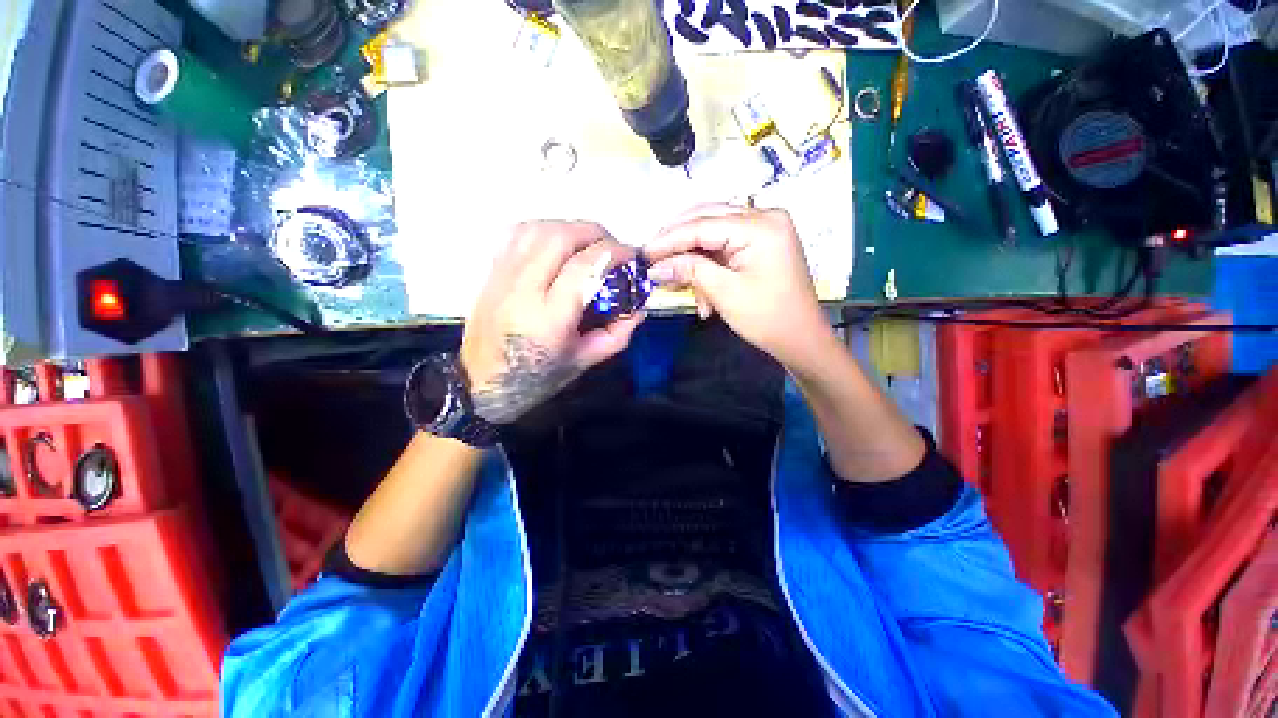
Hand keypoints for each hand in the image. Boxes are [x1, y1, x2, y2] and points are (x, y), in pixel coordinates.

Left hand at [461, 221, 643, 423]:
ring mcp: (502, 277)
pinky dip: (543, 229)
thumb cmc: (536, 378)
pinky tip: (557, 242)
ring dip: (569, 227)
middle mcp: (523, 291)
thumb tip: (639, 307)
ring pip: (537, 229)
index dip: (614, 253)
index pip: (584, 267)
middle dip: (594, 233)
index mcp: (549, 319)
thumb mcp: (583, 361)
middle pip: (560, 237)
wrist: (480, 383)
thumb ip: (617, 334)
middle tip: (612, 246)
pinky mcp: (491, 272)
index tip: (631, 255)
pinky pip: (516, 233)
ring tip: (587, 243)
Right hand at [643, 205, 831, 365]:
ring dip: (693, 258)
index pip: (703, 224)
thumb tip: (655, 266)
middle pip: (708, 218)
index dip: (669, 239)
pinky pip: (725, 246)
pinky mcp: (760, 243)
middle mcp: (764, 216)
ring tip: (674, 280)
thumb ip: (689, 271)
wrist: (801, 339)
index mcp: (761, 225)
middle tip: (652, 257)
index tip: (644, 252)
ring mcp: (764, 229)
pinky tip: (701, 293)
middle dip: (678, 241)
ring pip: (713, 232)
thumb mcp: (724, 293)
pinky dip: (708, 265)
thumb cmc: (766, 317)